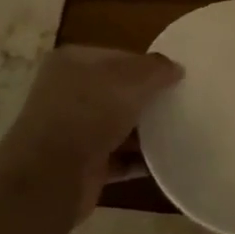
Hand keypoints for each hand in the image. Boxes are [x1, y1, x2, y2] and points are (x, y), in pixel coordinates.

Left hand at [0, 46, 182, 220]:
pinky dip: (139, 161)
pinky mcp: (82, 164)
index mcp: (73, 63)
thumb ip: (156, 70)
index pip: (119, 57)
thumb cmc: (88, 114)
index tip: (178, 78)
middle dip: (148, 99)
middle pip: (119, 92)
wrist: (51, 176)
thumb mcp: (129, 81)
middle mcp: (69, 93)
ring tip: (181, 131)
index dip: (148, 66)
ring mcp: (73, 130)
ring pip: (119, 126)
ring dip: (146, 131)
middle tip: (183, 104)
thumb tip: (175, 68)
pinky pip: (118, 159)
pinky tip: (167, 161)